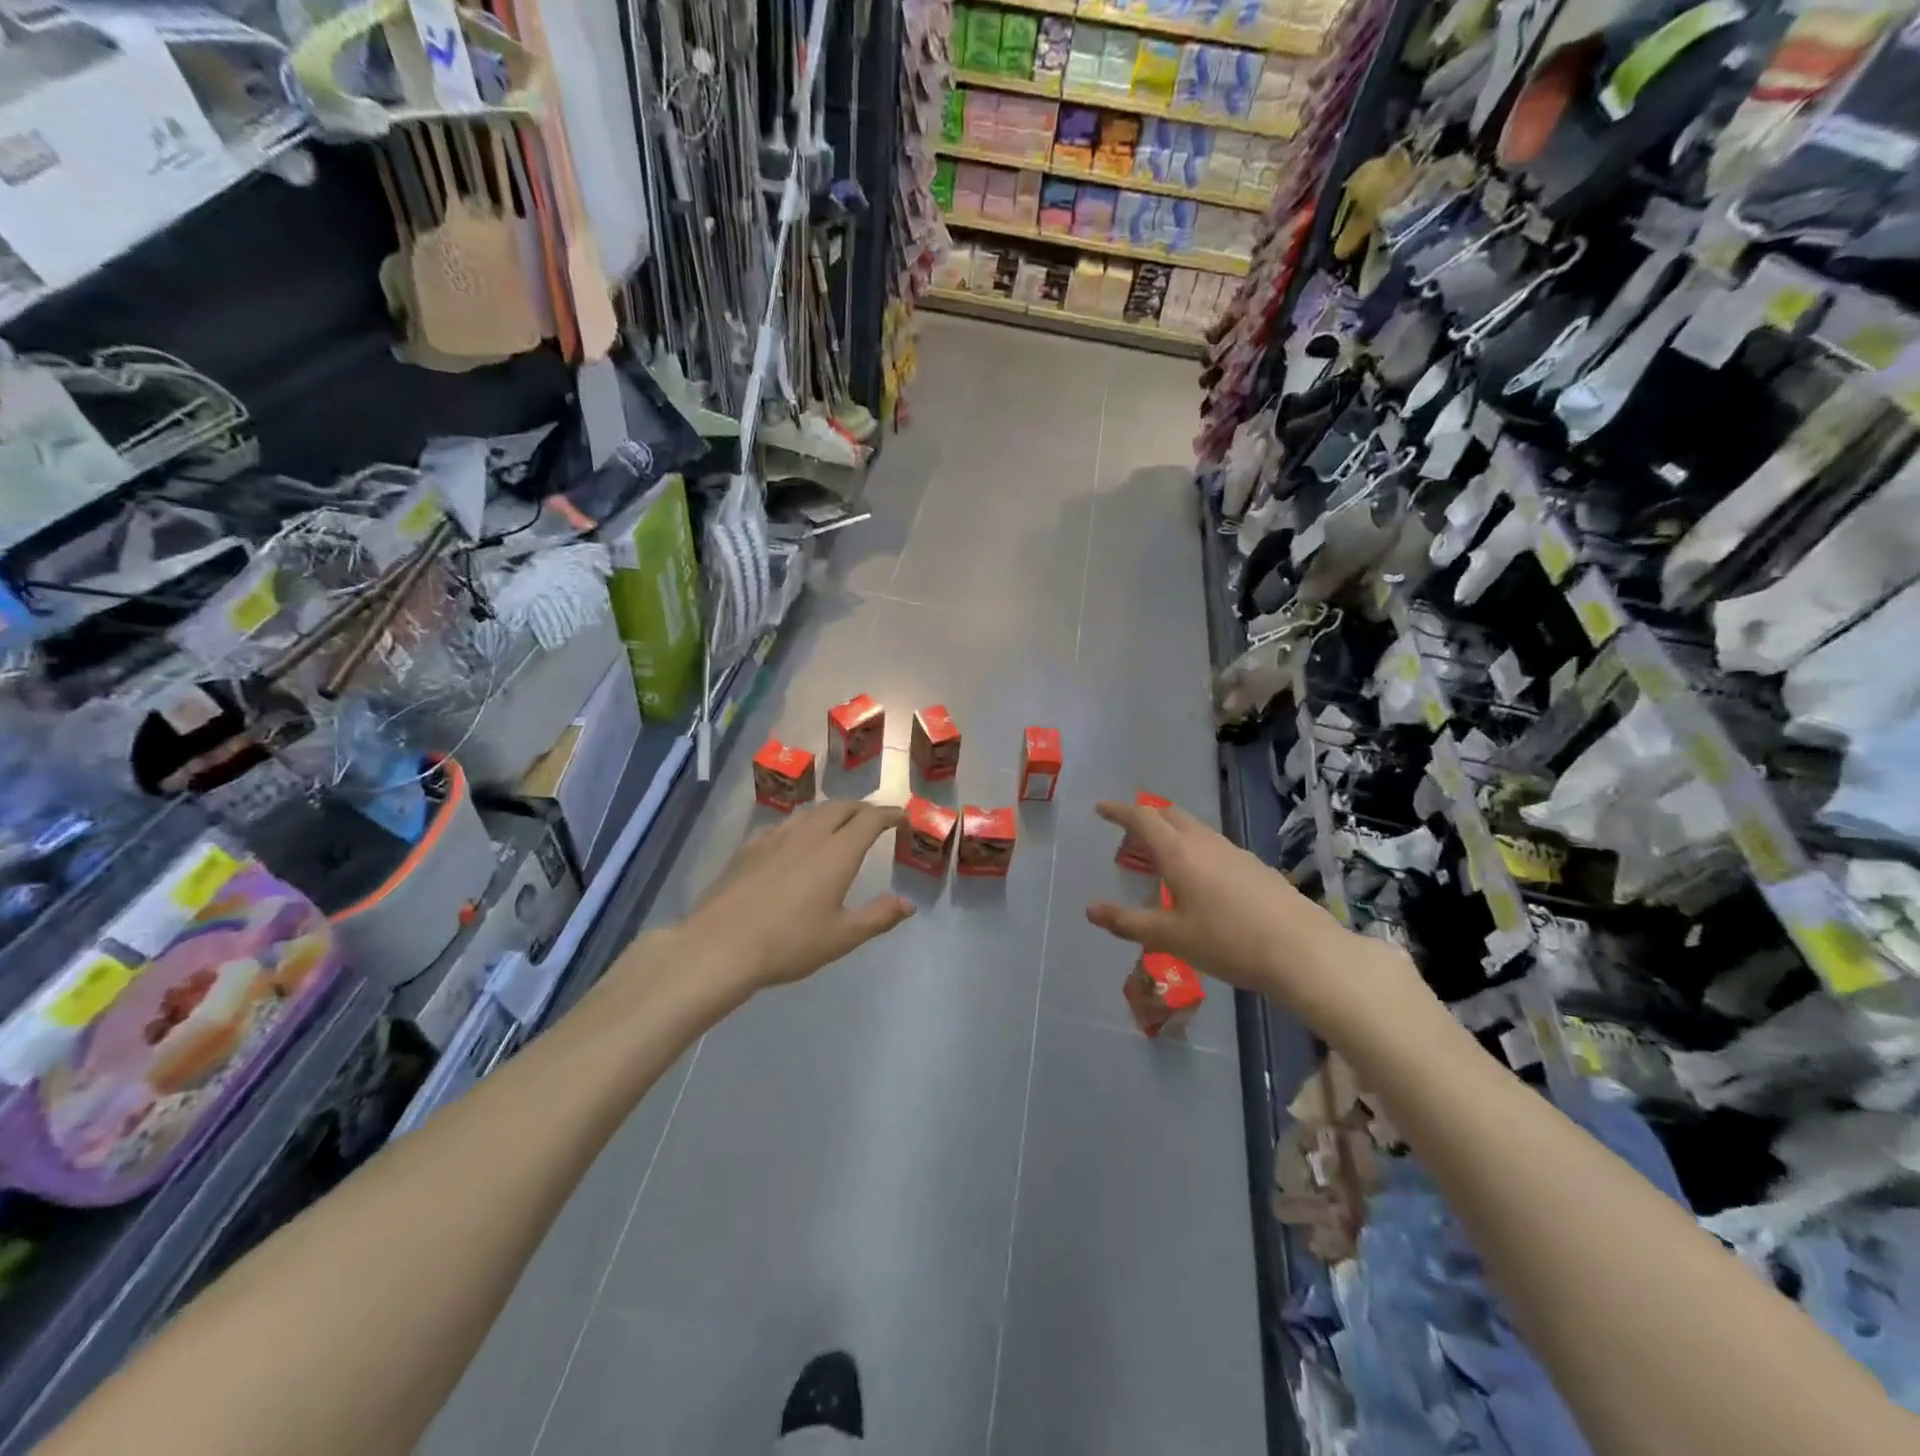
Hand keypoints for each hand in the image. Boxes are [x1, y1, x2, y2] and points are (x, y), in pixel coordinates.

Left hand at [678, 800, 914, 991]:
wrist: (720, 945)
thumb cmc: (789, 943)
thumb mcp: (842, 937)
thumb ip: (878, 916)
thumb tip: (907, 903)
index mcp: (837, 853)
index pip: (869, 819)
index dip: (888, 814)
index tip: (901, 816)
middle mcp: (809, 835)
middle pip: (840, 807)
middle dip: (862, 808)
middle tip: (873, 818)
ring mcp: (775, 837)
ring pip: (810, 811)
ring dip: (832, 811)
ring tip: (839, 823)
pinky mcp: (749, 847)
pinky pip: (783, 824)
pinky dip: (800, 824)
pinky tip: (794, 840)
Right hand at [1085, 799, 1419, 1034]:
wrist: (1304, 952)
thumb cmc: (1228, 942)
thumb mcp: (1170, 937)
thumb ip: (1128, 922)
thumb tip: (1091, 909)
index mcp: (1179, 852)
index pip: (1143, 818)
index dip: (1119, 811)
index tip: (1101, 809)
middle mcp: (1206, 843)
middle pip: (1171, 815)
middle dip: (1147, 816)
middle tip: (1129, 832)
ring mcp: (1235, 853)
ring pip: (1195, 829)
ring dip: (1172, 833)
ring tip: (1160, 856)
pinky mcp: (1255, 867)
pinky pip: (1214, 845)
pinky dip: (1194, 848)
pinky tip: (1199, 878)